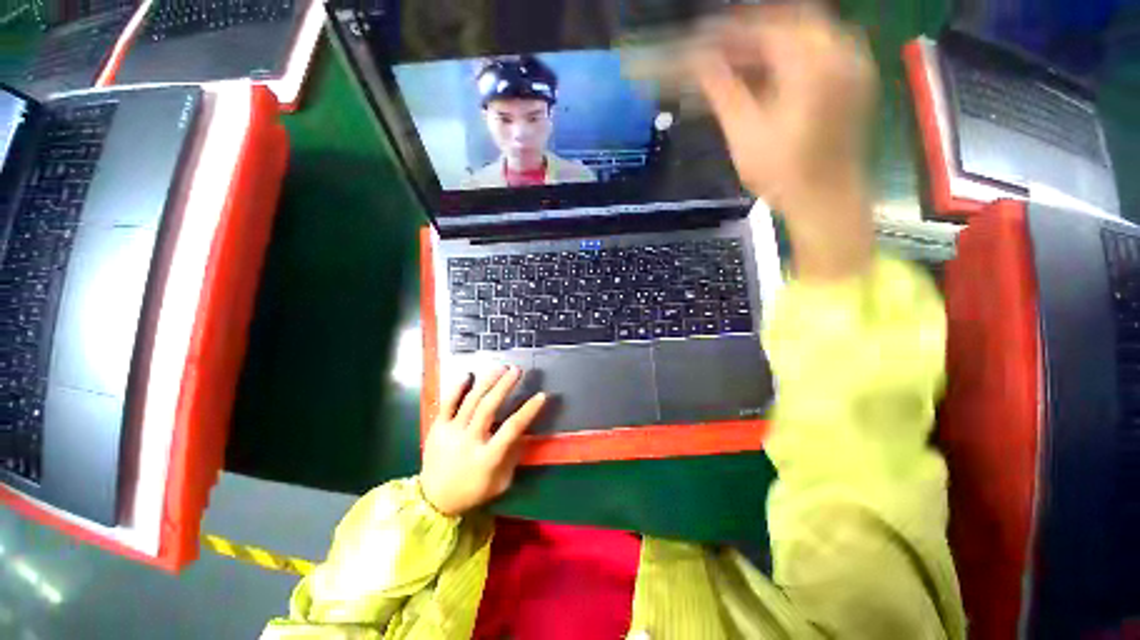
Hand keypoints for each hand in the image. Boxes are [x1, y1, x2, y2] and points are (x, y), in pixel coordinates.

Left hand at [420, 366, 546, 516]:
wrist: (433, 500)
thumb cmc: (472, 491)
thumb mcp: (500, 482)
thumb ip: (513, 456)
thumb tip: (524, 431)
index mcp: (487, 458)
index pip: (511, 429)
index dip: (528, 410)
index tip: (541, 395)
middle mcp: (469, 441)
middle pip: (488, 408)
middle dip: (504, 386)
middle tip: (516, 370)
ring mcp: (451, 432)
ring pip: (470, 401)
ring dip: (487, 382)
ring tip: (500, 368)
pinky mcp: (437, 428)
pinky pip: (447, 403)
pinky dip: (458, 387)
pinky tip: (468, 374)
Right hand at [691, 4, 876, 280]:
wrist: (827, 200)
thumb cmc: (783, 174)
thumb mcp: (744, 134)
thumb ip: (723, 91)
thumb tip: (699, 63)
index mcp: (812, 63)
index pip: (767, 26)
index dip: (731, 30)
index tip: (704, 37)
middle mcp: (840, 51)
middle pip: (791, 19)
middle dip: (753, 30)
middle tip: (722, 46)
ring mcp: (852, 64)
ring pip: (808, 31)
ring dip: (772, 40)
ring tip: (740, 59)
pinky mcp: (854, 79)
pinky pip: (821, 48)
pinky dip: (792, 53)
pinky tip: (770, 71)